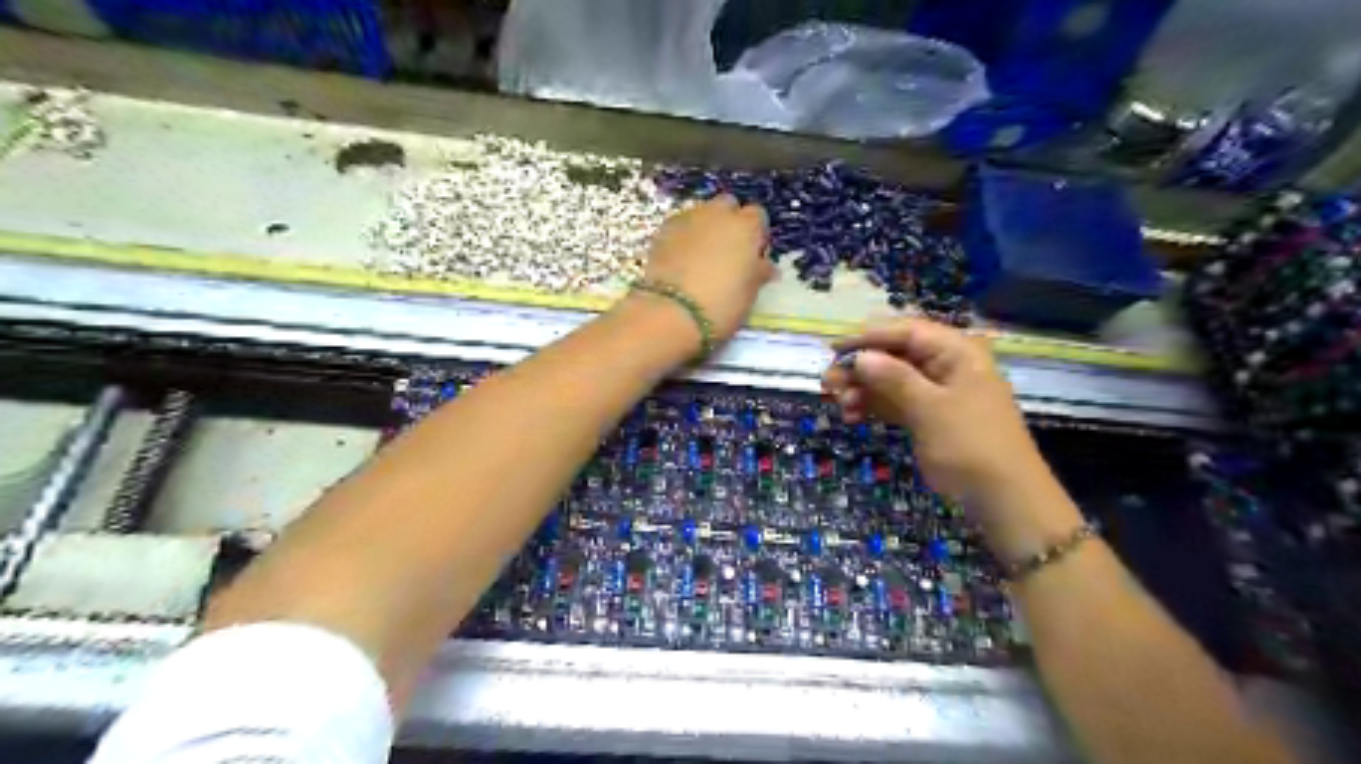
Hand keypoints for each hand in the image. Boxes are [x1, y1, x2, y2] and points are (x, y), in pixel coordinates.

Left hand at [646, 198, 775, 342]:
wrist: (672, 312)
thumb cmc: (722, 304)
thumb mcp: (750, 292)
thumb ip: (759, 271)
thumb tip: (765, 265)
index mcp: (746, 227)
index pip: (757, 216)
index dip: (755, 234)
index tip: (752, 254)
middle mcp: (718, 213)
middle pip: (727, 205)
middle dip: (729, 222)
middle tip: (727, 251)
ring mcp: (688, 218)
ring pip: (701, 213)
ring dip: (705, 228)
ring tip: (702, 257)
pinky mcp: (663, 230)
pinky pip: (680, 226)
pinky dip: (684, 237)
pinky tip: (681, 260)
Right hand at [817, 318, 1051, 503]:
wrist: (1003, 498)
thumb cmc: (969, 444)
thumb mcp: (930, 408)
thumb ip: (893, 378)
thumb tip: (860, 357)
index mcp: (956, 352)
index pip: (906, 332)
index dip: (868, 337)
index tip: (834, 349)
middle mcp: (946, 366)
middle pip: (894, 355)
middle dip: (860, 367)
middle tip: (829, 383)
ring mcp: (937, 393)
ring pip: (890, 380)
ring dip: (862, 389)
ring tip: (839, 405)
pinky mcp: (928, 417)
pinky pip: (894, 402)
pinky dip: (873, 407)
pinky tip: (851, 417)